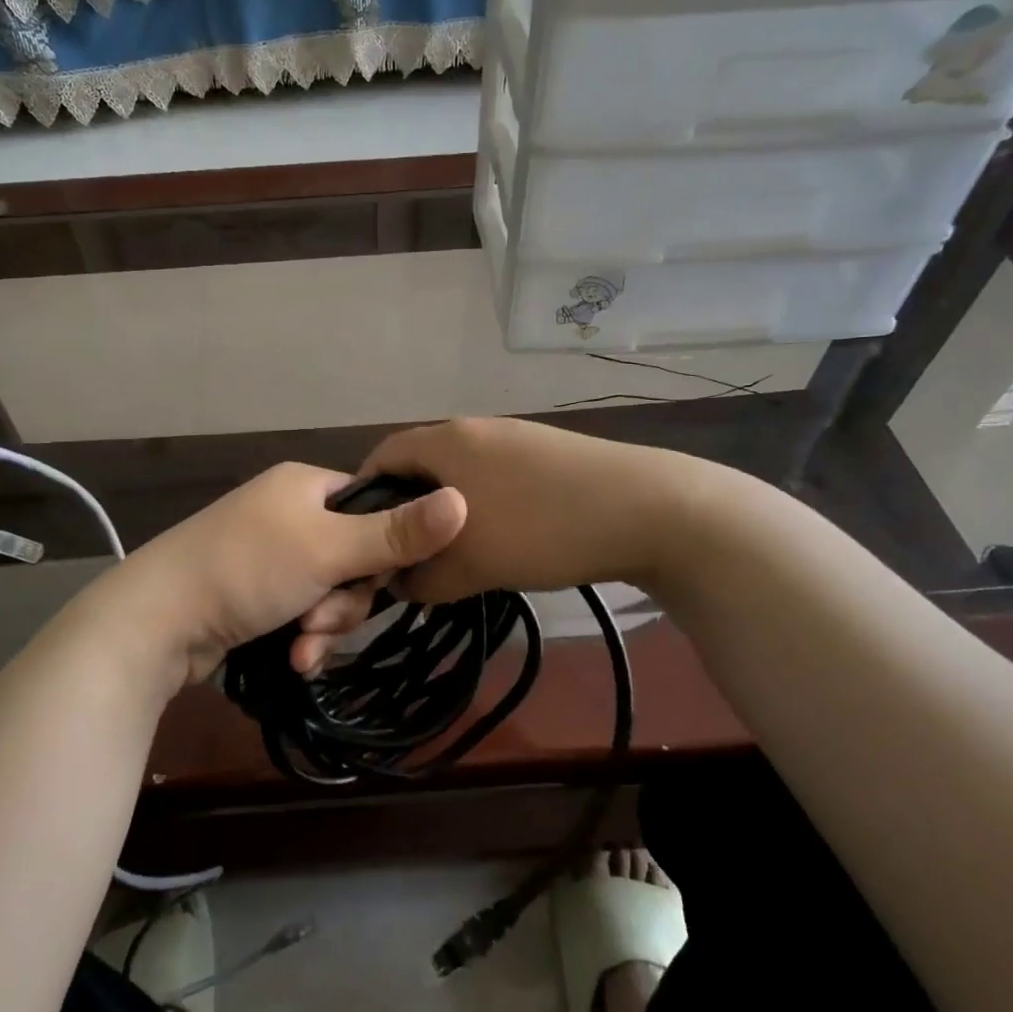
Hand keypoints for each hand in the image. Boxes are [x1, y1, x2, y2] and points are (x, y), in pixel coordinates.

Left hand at [108, 462, 467, 685]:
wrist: (155, 620)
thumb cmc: (247, 569)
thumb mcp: (329, 549)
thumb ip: (398, 532)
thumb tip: (465, 498)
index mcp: (305, 486)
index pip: (373, 508)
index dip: (385, 550)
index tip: (378, 582)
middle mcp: (287, 512)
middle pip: (353, 557)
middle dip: (346, 600)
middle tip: (322, 621)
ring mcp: (267, 554)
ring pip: (328, 591)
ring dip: (324, 625)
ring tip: (300, 648)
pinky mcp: (252, 592)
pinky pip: (299, 611)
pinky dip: (301, 636)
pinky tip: (292, 660)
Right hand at [355, 418, 700, 603]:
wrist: (650, 509)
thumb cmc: (541, 530)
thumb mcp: (469, 566)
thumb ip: (421, 578)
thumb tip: (399, 582)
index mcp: (446, 441)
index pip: (381, 456)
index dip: (363, 496)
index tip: (362, 539)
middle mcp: (475, 429)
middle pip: (421, 467)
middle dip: (408, 513)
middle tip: (407, 556)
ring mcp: (516, 439)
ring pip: (461, 476)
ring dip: (448, 514)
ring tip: (455, 555)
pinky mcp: (548, 455)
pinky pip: (495, 480)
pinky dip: (483, 508)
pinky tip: (503, 541)